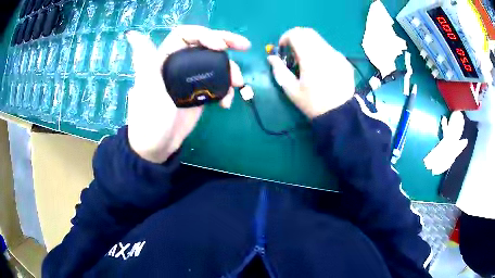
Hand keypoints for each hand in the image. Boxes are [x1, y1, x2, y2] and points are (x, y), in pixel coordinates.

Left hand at [126, 26, 249, 162]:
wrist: (157, 148)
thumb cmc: (148, 120)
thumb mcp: (147, 89)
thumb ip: (144, 60)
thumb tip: (131, 33)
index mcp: (164, 59)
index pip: (185, 36)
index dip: (204, 35)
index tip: (220, 47)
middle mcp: (179, 65)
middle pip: (204, 45)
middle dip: (226, 42)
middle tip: (244, 46)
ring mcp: (190, 79)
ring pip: (214, 64)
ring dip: (230, 69)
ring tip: (238, 82)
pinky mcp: (199, 94)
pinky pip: (217, 84)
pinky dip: (226, 91)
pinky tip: (226, 103)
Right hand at [267, 28, 354, 117]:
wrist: (340, 114)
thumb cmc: (313, 104)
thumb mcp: (291, 90)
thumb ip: (279, 70)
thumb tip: (271, 58)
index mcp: (310, 58)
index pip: (296, 34)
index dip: (285, 37)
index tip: (283, 49)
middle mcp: (325, 51)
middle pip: (307, 32)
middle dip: (297, 38)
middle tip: (293, 54)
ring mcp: (337, 55)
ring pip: (319, 39)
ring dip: (308, 44)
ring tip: (307, 62)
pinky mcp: (344, 61)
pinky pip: (329, 49)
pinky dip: (320, 51)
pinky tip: (321, 68)